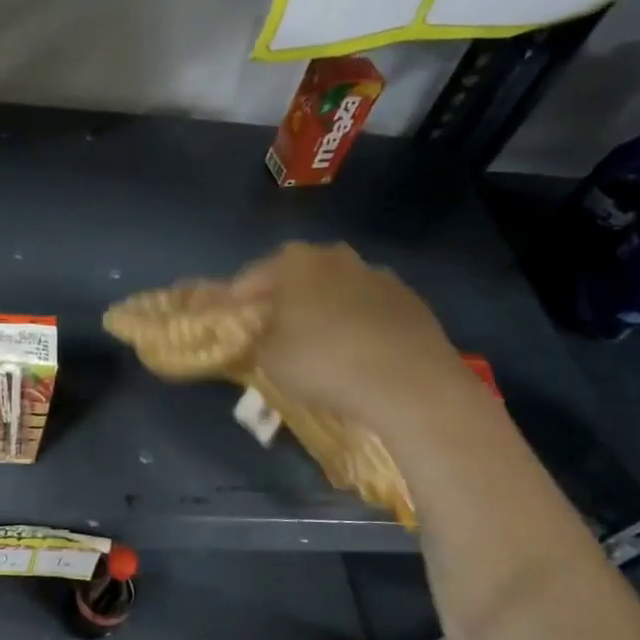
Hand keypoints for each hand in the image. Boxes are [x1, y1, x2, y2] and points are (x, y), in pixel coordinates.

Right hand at [233, 242, 479, 429]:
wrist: (408, 383)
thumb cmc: (321, 361)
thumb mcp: (266, 358)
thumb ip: (254, 339)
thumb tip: (257, 334)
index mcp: (294, 261)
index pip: (250, 280)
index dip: (235, 304)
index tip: (228, 325)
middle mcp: (335, 257)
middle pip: (297, 280)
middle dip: (282, 304)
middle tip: (271, 334)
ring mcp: (378, 276)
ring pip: (336, 293)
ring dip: (323, 313)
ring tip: (317, 348)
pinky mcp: (411, 302)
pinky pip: (369, 313)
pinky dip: (357, 327)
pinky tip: (355, 356)